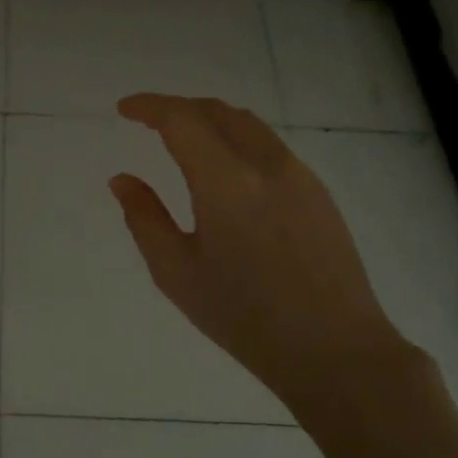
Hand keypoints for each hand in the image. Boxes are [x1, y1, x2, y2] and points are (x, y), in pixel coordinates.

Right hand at [110, 93, 415, 404]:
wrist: (335, 351)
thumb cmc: (244, 317)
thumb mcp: (176, 273)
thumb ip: (144, 218)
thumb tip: (122, 179)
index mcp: (225, 182)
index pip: (181, 119)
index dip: (148, 106)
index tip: (124, 110)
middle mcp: (265, 164)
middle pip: (216, 111)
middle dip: (177, 107)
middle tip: (148, 121)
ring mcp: (298, 174)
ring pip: (247, 123)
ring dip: (209, 119)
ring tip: (183, 138)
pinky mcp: (318, 191)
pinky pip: (269, 145)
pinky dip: (236, 138)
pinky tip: (226, 169)